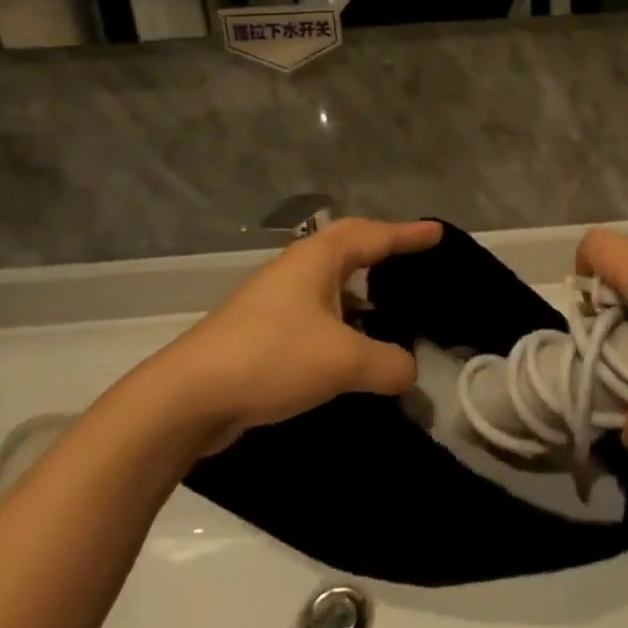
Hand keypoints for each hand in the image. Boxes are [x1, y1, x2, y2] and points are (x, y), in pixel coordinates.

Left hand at [158, 219, 439, 450]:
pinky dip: (341, 317)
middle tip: (411, 252)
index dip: (409, 234)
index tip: (438, 232)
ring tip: (388, 303)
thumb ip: (388, 364)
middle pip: (347, 244)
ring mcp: (275, 298)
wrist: (189, 395)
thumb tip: (409, 372)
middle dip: (381, 246)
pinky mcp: (262, 330)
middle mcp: (296, 269)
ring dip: (359, 285)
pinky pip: (316, 310)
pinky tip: (351, 346)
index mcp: (317, 259)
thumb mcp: (343, 362)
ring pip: (329, 280)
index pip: (374, 235)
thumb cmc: (272, 358)